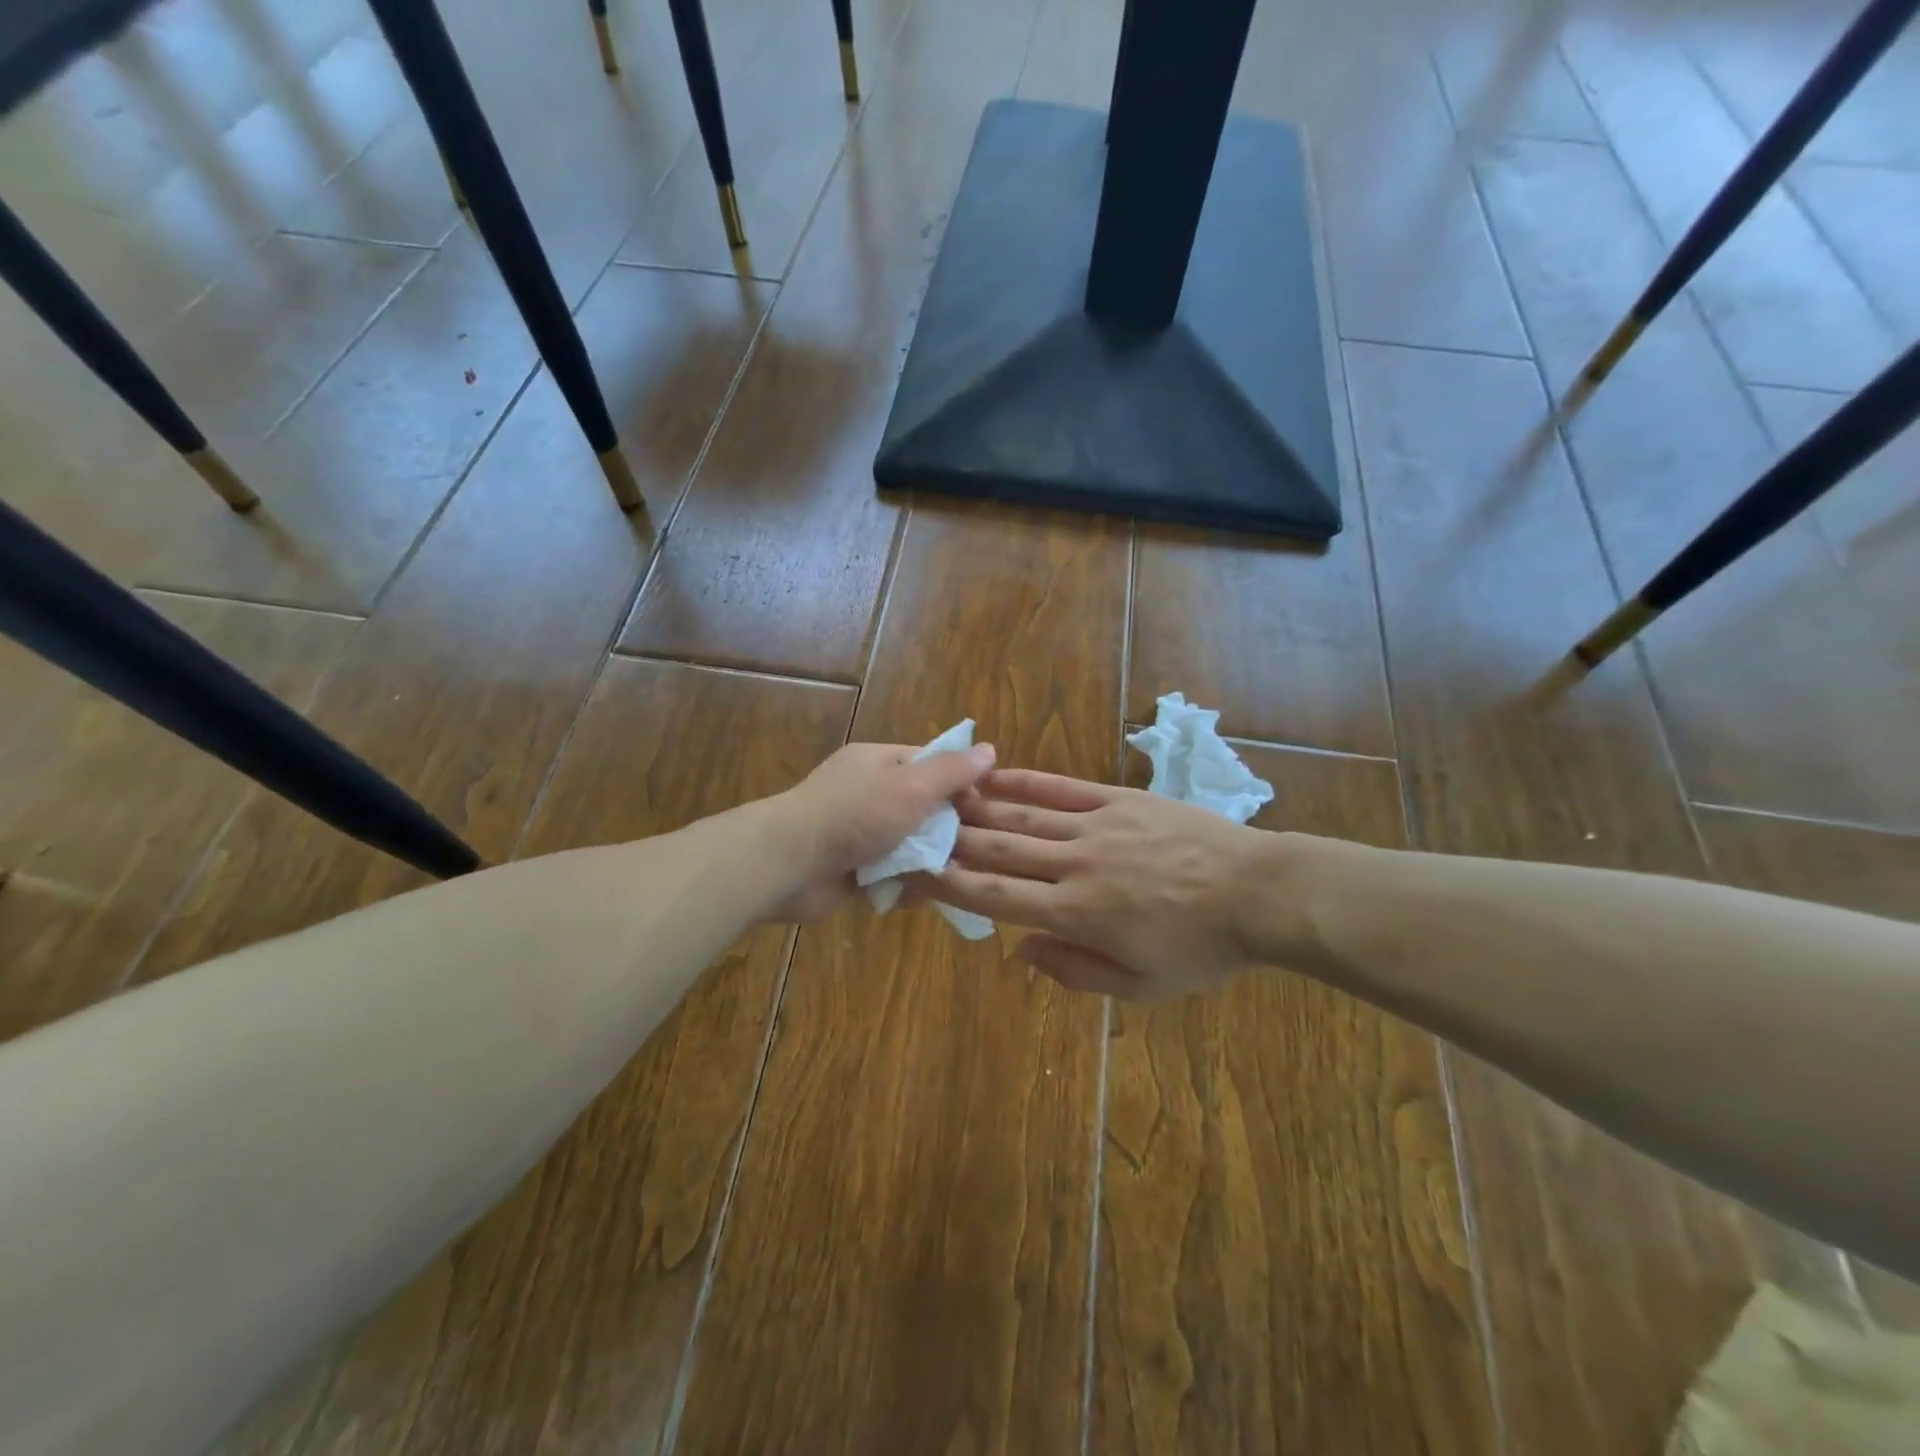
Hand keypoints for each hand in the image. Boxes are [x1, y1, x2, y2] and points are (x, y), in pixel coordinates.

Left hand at [760, 740, 996, 922]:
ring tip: (956, 877)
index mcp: (879, 763)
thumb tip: (989, 750)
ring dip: (927, 861)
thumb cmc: (854, 815)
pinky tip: (923, 896)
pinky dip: (904, 883)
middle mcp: (868, 793)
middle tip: (977, 850)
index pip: (931, 764)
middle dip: (947, 829)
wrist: (788, 864)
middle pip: (922, 807)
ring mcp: (857, 832)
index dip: (960, 783)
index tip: (986, 808)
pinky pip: (889, 874)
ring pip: (908, 845)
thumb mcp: (911, 785)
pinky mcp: (851, 869)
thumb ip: (951, 771)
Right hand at [929, 770, 1302, 998]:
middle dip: (952, 841)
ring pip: (1024, 816)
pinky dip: (1024, 782)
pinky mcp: (1118, 800)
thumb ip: (1074, 970)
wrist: (1258, 892)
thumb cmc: (1200, 948)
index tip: (916, 873)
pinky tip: (995, 774)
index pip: (997, 896)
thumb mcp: (1140, 986)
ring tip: (940, 797)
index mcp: (1077, 914)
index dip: (951, 884)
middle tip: (915, 829)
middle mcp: (1076, 864)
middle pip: (1000, 850)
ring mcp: (1097, 826)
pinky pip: (1062, 788)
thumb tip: (1019, 950)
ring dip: (978, 807)